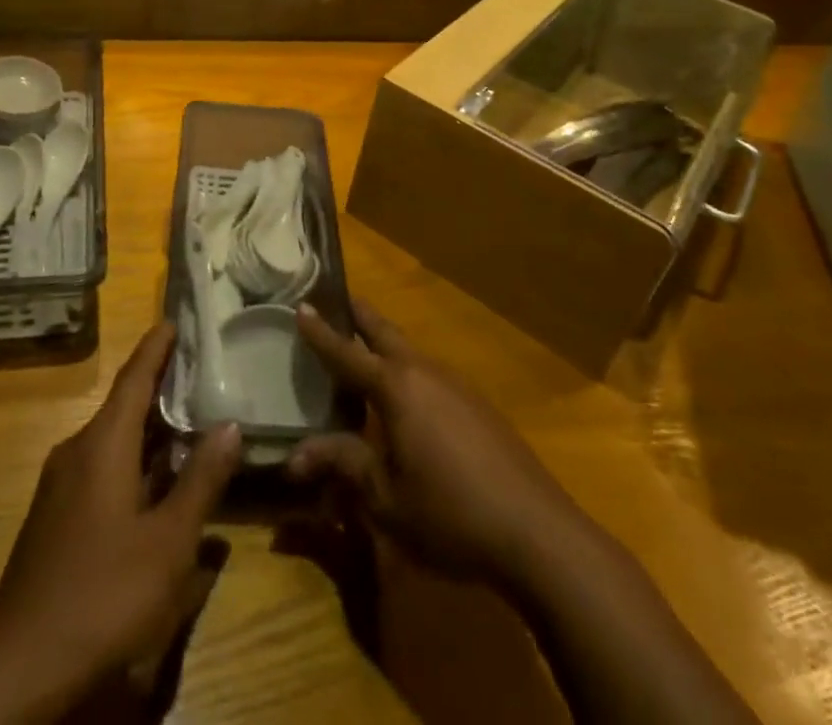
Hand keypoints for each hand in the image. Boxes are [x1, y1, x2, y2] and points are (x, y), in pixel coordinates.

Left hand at [0, 324, 241, 722]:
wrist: (18, 668)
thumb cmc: (102, 593)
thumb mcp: (168, 542)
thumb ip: (201, 480)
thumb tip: (230, 424)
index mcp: (103, 443)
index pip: (134, 377)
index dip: (156, 347)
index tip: (176, 319)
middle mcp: (78, 451)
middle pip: (125, 405)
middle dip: (161, 387)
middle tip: (203, 371)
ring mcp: (62, 486)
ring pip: (115, 440)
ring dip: (151, 429)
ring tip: (191, 419)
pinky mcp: (57, 518)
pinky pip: (103, 468)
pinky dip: (136, 460)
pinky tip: (161, 482)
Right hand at [289, 298, 586, 587]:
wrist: (536, 531)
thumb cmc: (449, 513)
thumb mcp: (385, 497)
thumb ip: (342, 465)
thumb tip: (295, 456)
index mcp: (396, 387)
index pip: (347, 352)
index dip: (321, 332)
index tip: (301, 305)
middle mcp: (424, 372)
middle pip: (384, 332)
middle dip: (359, 315)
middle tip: (337, 300)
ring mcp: (456, 386)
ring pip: (410, 352)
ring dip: (384, 345)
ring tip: (364, 353)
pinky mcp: (477, 406)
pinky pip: (430, 376)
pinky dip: (408, 374)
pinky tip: (407, 402)